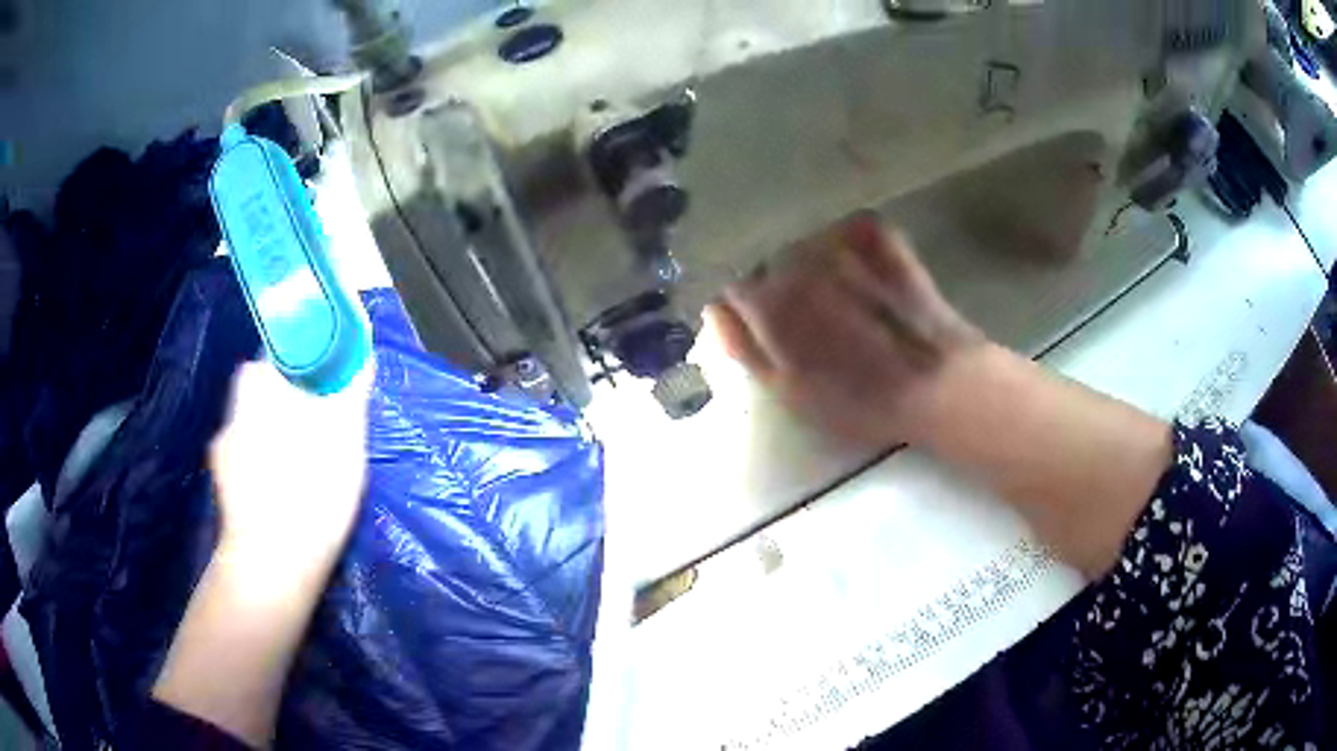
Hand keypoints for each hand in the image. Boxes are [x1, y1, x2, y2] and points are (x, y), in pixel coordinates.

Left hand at [209, 359, 373, 573]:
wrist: (274, 563)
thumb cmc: (310, 489)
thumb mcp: (344, 438)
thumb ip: (351, 392)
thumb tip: (362, 357)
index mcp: (256, 391)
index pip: (271, 361)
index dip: (296, 369)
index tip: (319, 386)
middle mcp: (232, 417)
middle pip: (258, 398)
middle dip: (283, 407)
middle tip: (315, 428)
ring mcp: (222, 458)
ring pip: (249, 434)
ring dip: (270, 441)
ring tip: (300, 468)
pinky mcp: (224, 494)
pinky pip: (244, 470)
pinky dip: (261, 475)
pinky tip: (283, 496)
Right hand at [709, 212, 982, 448]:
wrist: (936, 383)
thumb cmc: (859, 401)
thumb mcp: (788, 392)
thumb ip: (743, 347)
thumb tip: (714, 309)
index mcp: (770, 301)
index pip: (733, 287)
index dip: (745, 306)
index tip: (761, 324)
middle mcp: (796, 261)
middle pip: (769, 260)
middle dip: (778, 281)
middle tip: (806, 316)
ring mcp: (838, 242)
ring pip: (806, 242)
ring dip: (811, 260)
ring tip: (840, 293)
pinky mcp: (877, 235)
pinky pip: (848, 228)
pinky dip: (849, 241)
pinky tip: (863, 265)